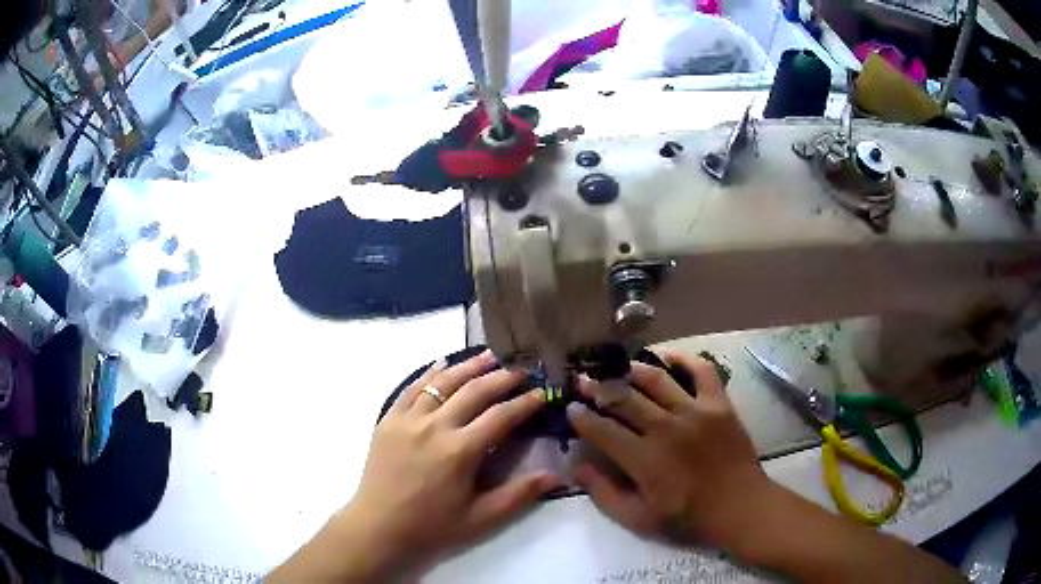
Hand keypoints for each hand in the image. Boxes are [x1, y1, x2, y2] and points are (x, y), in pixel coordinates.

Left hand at [308, 351, 557, 580]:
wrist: (378, 527)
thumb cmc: (432, 527)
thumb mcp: (481, 519)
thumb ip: (519, 495)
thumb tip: (556, 475)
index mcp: (460, 451)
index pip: (501, 416)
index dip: (525, 402)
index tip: (542, 393)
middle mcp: (434, 427)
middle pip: (474, 391)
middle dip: (501, 377)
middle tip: (521, 368)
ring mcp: (408, 420)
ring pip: (442, 382)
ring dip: (468, 367)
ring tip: (490, 355)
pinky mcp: (388, 420)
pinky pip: (411, 388)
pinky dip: (430, 373)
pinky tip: (443, 364)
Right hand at [567, 351, 771, 549]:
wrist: (739, 506)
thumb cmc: (687, 517)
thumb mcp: (638, 519)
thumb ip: (604, 493)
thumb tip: (576, 467)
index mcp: (644, 458)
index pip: (602, 429)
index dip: (582, 417)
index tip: (571, 408)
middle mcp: (666, 428)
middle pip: (624, 398)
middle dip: (598, 387)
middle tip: (584, 380)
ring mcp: (696, 411)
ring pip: (657, 379)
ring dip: (633, 371)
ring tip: (619, 368)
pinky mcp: (719, 404)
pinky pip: (702, 370)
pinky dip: (684, 360)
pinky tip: (668, 359)